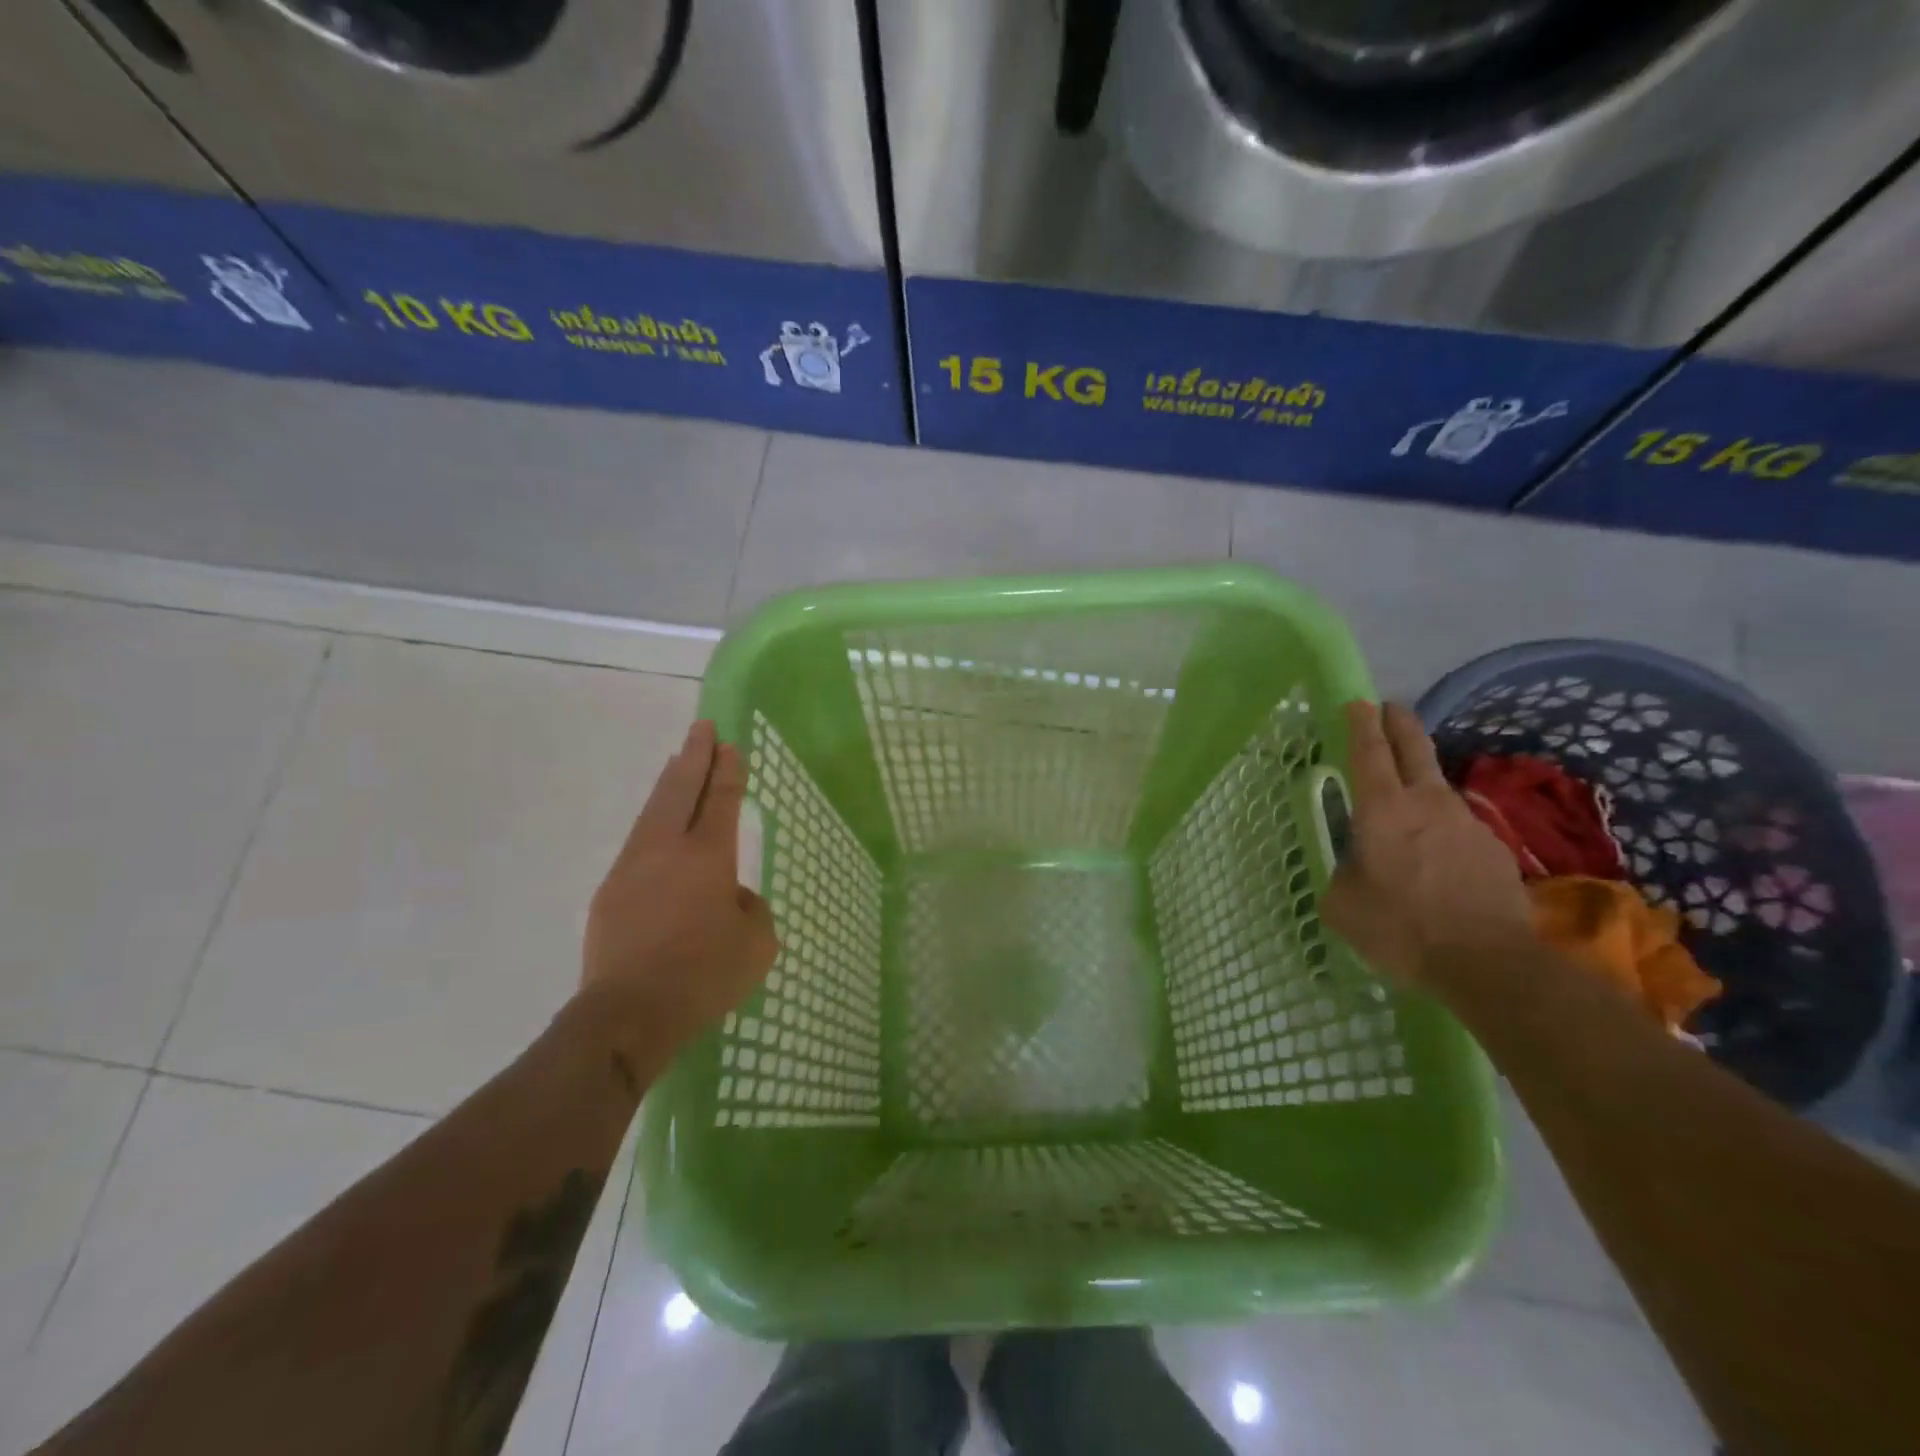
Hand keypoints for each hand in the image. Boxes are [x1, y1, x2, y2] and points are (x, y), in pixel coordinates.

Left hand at [582, 720, 777, 1059]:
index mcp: (708, 857)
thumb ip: (752, 910)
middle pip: (681, 790)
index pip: (721, 801)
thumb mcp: (757, 944)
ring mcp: (632, 867)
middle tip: (703, 727)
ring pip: (653, 811)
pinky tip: (658, 828)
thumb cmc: (704, 975)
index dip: (728, 771)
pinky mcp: (610, 892)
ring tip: (678, 762)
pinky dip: (653, 822)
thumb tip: (732, 897)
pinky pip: (638, 843)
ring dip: (669, 783)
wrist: (628, 1014)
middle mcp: (667, 850)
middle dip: (695, 756)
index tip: (730, 745)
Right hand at [1322, 701, 1535, 988]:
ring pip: (1438, 788)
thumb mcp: (1343, 904)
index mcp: (1382, 809)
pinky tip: (1437, 856)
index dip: (1361, 724)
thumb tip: (1354, 867)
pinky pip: (1458, 827)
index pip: (1369, 752)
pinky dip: (1442, 829)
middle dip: (1399, 723)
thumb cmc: (1400, 927)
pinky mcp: (1493, 849)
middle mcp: (1426, 803)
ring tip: (1407, 799)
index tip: (1357, 702)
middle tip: (1390, 707)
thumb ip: (1342, 874)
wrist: (1488, 962)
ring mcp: (1465, 823)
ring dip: (1421, 780)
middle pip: (1414, 748)